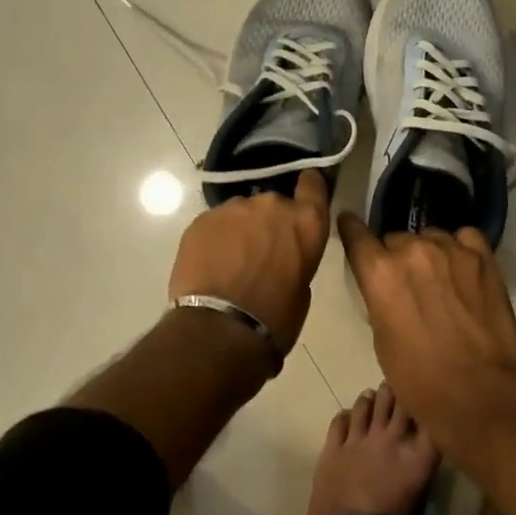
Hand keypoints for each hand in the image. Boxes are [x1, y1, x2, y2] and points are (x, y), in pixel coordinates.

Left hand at [168, 170, 330, 353]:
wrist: (220, 329)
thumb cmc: (274, 317)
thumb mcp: (302, 288)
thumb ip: (296, 257)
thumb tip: (282, 255)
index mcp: (306, 221)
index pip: (313, 184)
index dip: (308, 188)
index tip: (303, 195)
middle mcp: (272, 204)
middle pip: (273, 203)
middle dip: (268, 221)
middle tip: (260, 249)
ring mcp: (234, 208)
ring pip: (241, 212)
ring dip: (240, 229)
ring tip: (231, 260)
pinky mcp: (202, 219)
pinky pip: (214, 223)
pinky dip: (215, 238)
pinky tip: (210, 264)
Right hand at [335, 215, 515, 454]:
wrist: (480, 394)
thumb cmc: (420, 380)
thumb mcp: (382, 340)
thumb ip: (380, 299)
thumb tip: (388, 285)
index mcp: (380, 273)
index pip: (356, 234)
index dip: (351, 229)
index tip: (350, 225)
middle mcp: (413, 250)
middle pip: (396, 239)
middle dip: (397, 257)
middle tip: (408, 285)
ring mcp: (451, 249)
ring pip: (431, 237)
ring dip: (429, 254)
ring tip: (440, 280)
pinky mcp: (482, 257)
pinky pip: (464, 238)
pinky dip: (460, 249)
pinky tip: (463, 269)